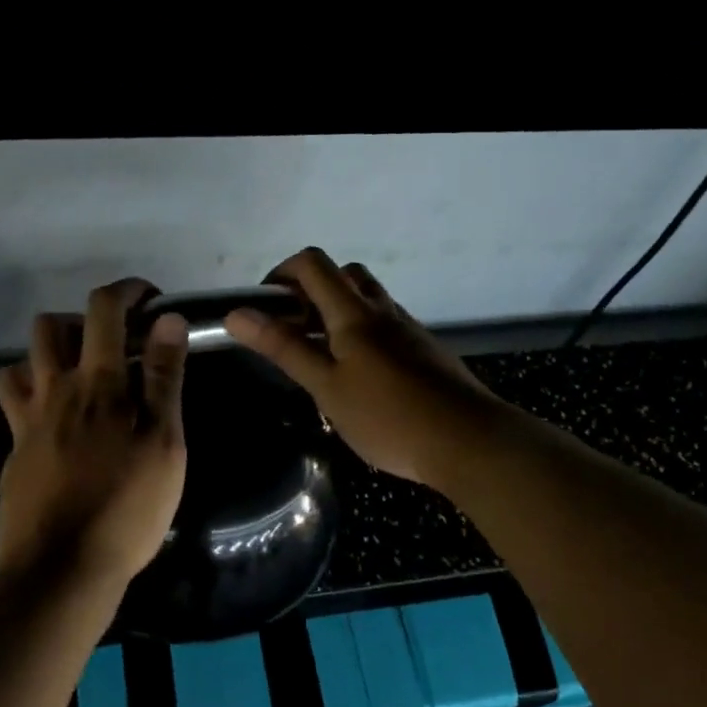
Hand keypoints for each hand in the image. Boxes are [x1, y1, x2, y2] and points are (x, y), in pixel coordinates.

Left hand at [0, 279, 188, 588]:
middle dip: (82, 319)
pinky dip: (33, 393)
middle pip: (49, 325)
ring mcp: (26, 420)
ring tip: (82, 380)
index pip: (104, 309)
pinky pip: (14, 403)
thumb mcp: (163, 444)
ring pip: (22, 360)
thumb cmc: (126, 507)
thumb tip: (168, 321)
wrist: (60, 568)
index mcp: (97, 383)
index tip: (151, 302)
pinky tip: (56, 420)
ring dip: (50, 355)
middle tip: (114, 347)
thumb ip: (165, 379)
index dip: (128, 291)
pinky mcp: (13, 451)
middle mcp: (54, 390)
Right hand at [225, 248, 504, 488]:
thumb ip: (284, 348)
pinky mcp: (425, 351)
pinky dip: (362, 334)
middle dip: (311, 290)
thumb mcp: (326, 386)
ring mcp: (408, 330)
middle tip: (293, 329)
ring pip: (368, 300)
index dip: (281, 272)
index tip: (265, 306)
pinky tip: (359, 376)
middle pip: (343, 274)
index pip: (312, 264)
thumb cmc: (388, 417)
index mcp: (354, 313)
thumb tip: (237, 314)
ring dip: (338, 311)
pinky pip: (386, 326)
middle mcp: (383, 310)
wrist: (469, 442)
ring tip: (322, 355)